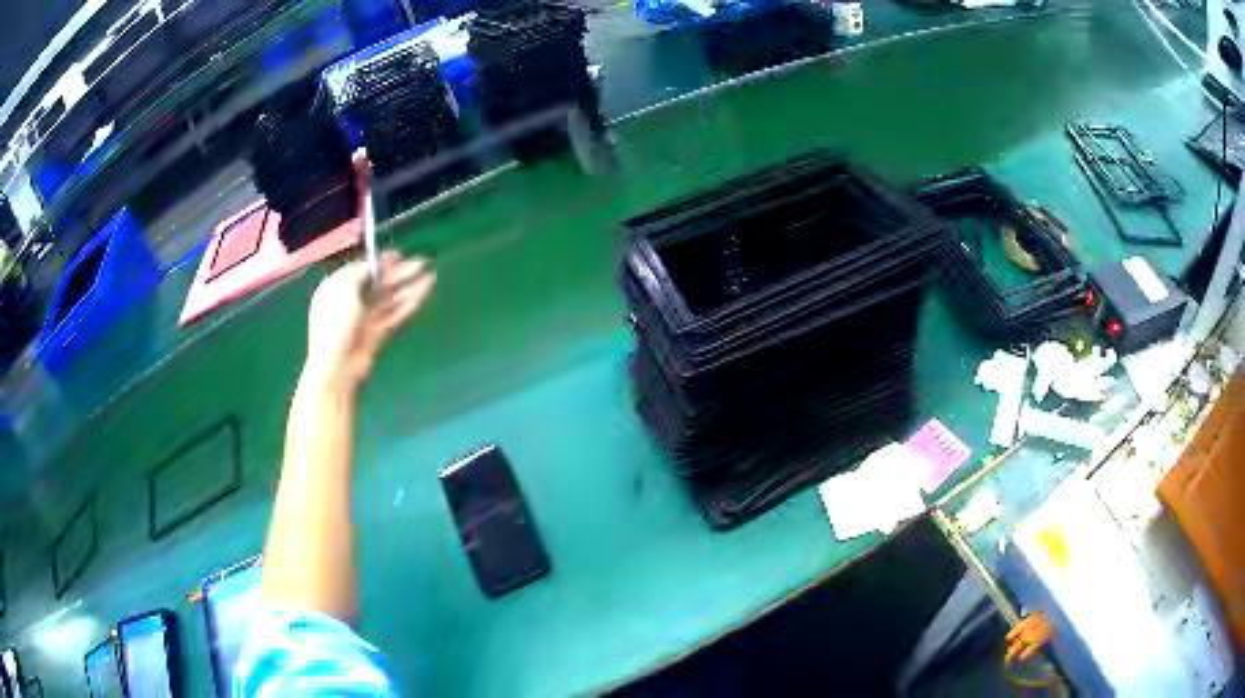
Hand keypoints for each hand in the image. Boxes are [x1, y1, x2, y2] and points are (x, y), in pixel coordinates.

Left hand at [304, 251, 435, 388]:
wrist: (338, 367)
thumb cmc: (335, 323)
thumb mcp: (344, 287)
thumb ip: (361, 271)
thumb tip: (373, 265)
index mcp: (336, 289)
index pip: (361, 271)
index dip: (380, 262)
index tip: (399, 254)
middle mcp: (351, 303)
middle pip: (378, 285)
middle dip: (400, 274)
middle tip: (422, 262)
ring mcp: (366, 321)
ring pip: (391, 300)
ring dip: (410, 287)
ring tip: (431, 276)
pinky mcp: (379, 336)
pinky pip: (396, 315)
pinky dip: (410, 303)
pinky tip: (425, 292)